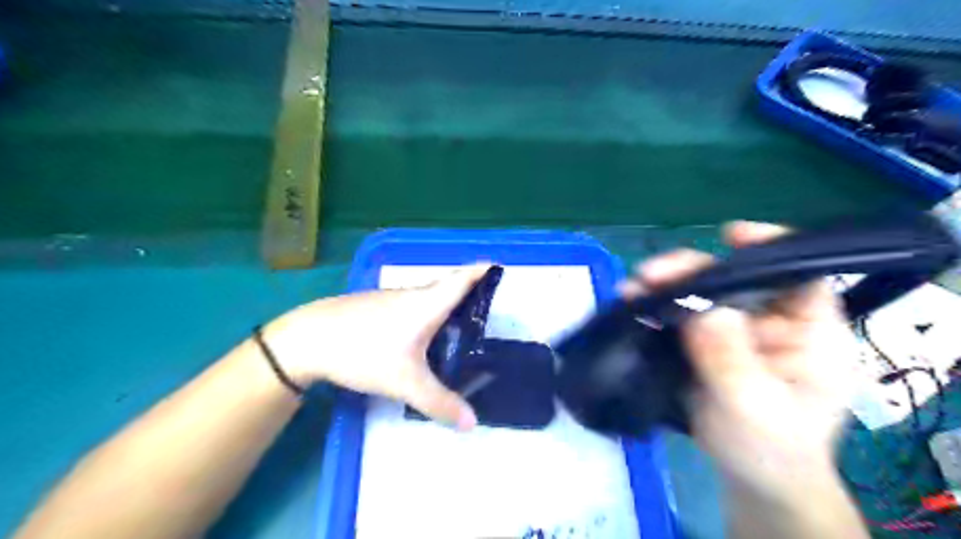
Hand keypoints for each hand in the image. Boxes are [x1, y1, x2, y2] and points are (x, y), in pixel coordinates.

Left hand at [261, 264, 489, 430]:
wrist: (307, 339)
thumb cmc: (364, 351)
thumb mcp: (404, 382)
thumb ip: (439, 403)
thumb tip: (472, 424)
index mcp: (428, 303)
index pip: (463, 279)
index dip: (483, 271)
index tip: (500, 268)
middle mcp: (413, 294)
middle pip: (448, 287)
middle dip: (470, 295)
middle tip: (488, 314)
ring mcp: (391, 299)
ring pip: (428, 298)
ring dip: (447, 306)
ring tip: (461, 328)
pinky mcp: (376, 306)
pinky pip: (412, 306)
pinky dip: (426, 315)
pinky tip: (422, 337)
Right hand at [628, 224, 859, 499]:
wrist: (750, 479)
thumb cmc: (771, 449)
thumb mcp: (756, 407)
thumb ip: (732, 361)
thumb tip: (709, 311)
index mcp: (809, 334)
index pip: (800, 277)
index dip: (771, 248)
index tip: (731, 235)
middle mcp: (772, 322)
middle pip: (736, 280)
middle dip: (693, 270)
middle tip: (652, 273)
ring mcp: (734, 331)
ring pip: (701, 295)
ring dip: (666, 287)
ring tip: (631, 288)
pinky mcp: (704, 342)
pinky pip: (679, 317)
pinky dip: (655, 310)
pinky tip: (631, 307)